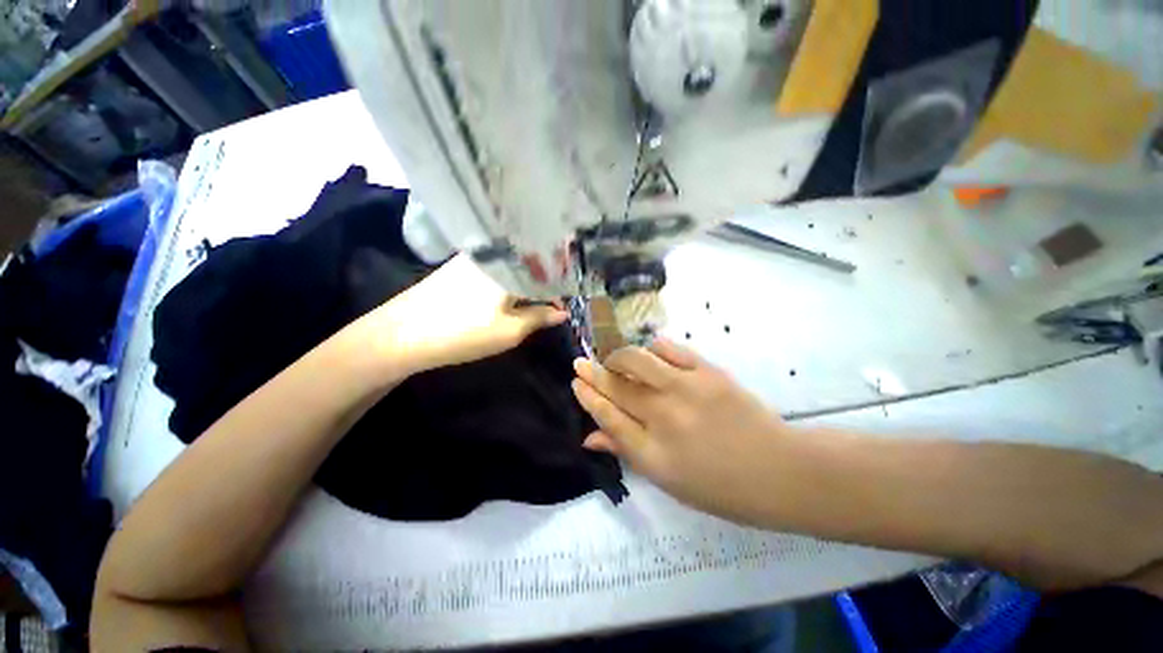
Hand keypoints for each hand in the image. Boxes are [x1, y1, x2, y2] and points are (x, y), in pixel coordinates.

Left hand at [366, 254, 566, 376]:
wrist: (401, 334)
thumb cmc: (463, 333)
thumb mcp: (510, 331)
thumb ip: (540, 317)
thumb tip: (562, 312)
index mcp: (510, 266)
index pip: (548, 271)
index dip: (560, 288)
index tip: (564, 305)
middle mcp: (494, 254)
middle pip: (530, 263)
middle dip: (544, 281)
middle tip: (552, 301)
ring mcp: (473, 257)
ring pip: (511, 264)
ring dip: (525, 280)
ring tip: (534, 297)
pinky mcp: (459, 265)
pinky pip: (494, 267)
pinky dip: (507, 279)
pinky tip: (508, 292)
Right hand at [571, 339, 785, 522]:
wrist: (779, 471)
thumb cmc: (720, 487)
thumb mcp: (667, 480)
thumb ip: (627, 452)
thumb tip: (589, 437)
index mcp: (652, 454)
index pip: (607, 416)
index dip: (588, 396)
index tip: (576, 381)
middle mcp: (663, 418)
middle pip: (616, 387)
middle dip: (593, 372)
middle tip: (581, 363)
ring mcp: (686, 390)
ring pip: (637, 360)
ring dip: (619, 357)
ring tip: (616, 360)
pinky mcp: (708, 372)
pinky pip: (669, 349)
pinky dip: (653, 348)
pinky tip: (650, 353)